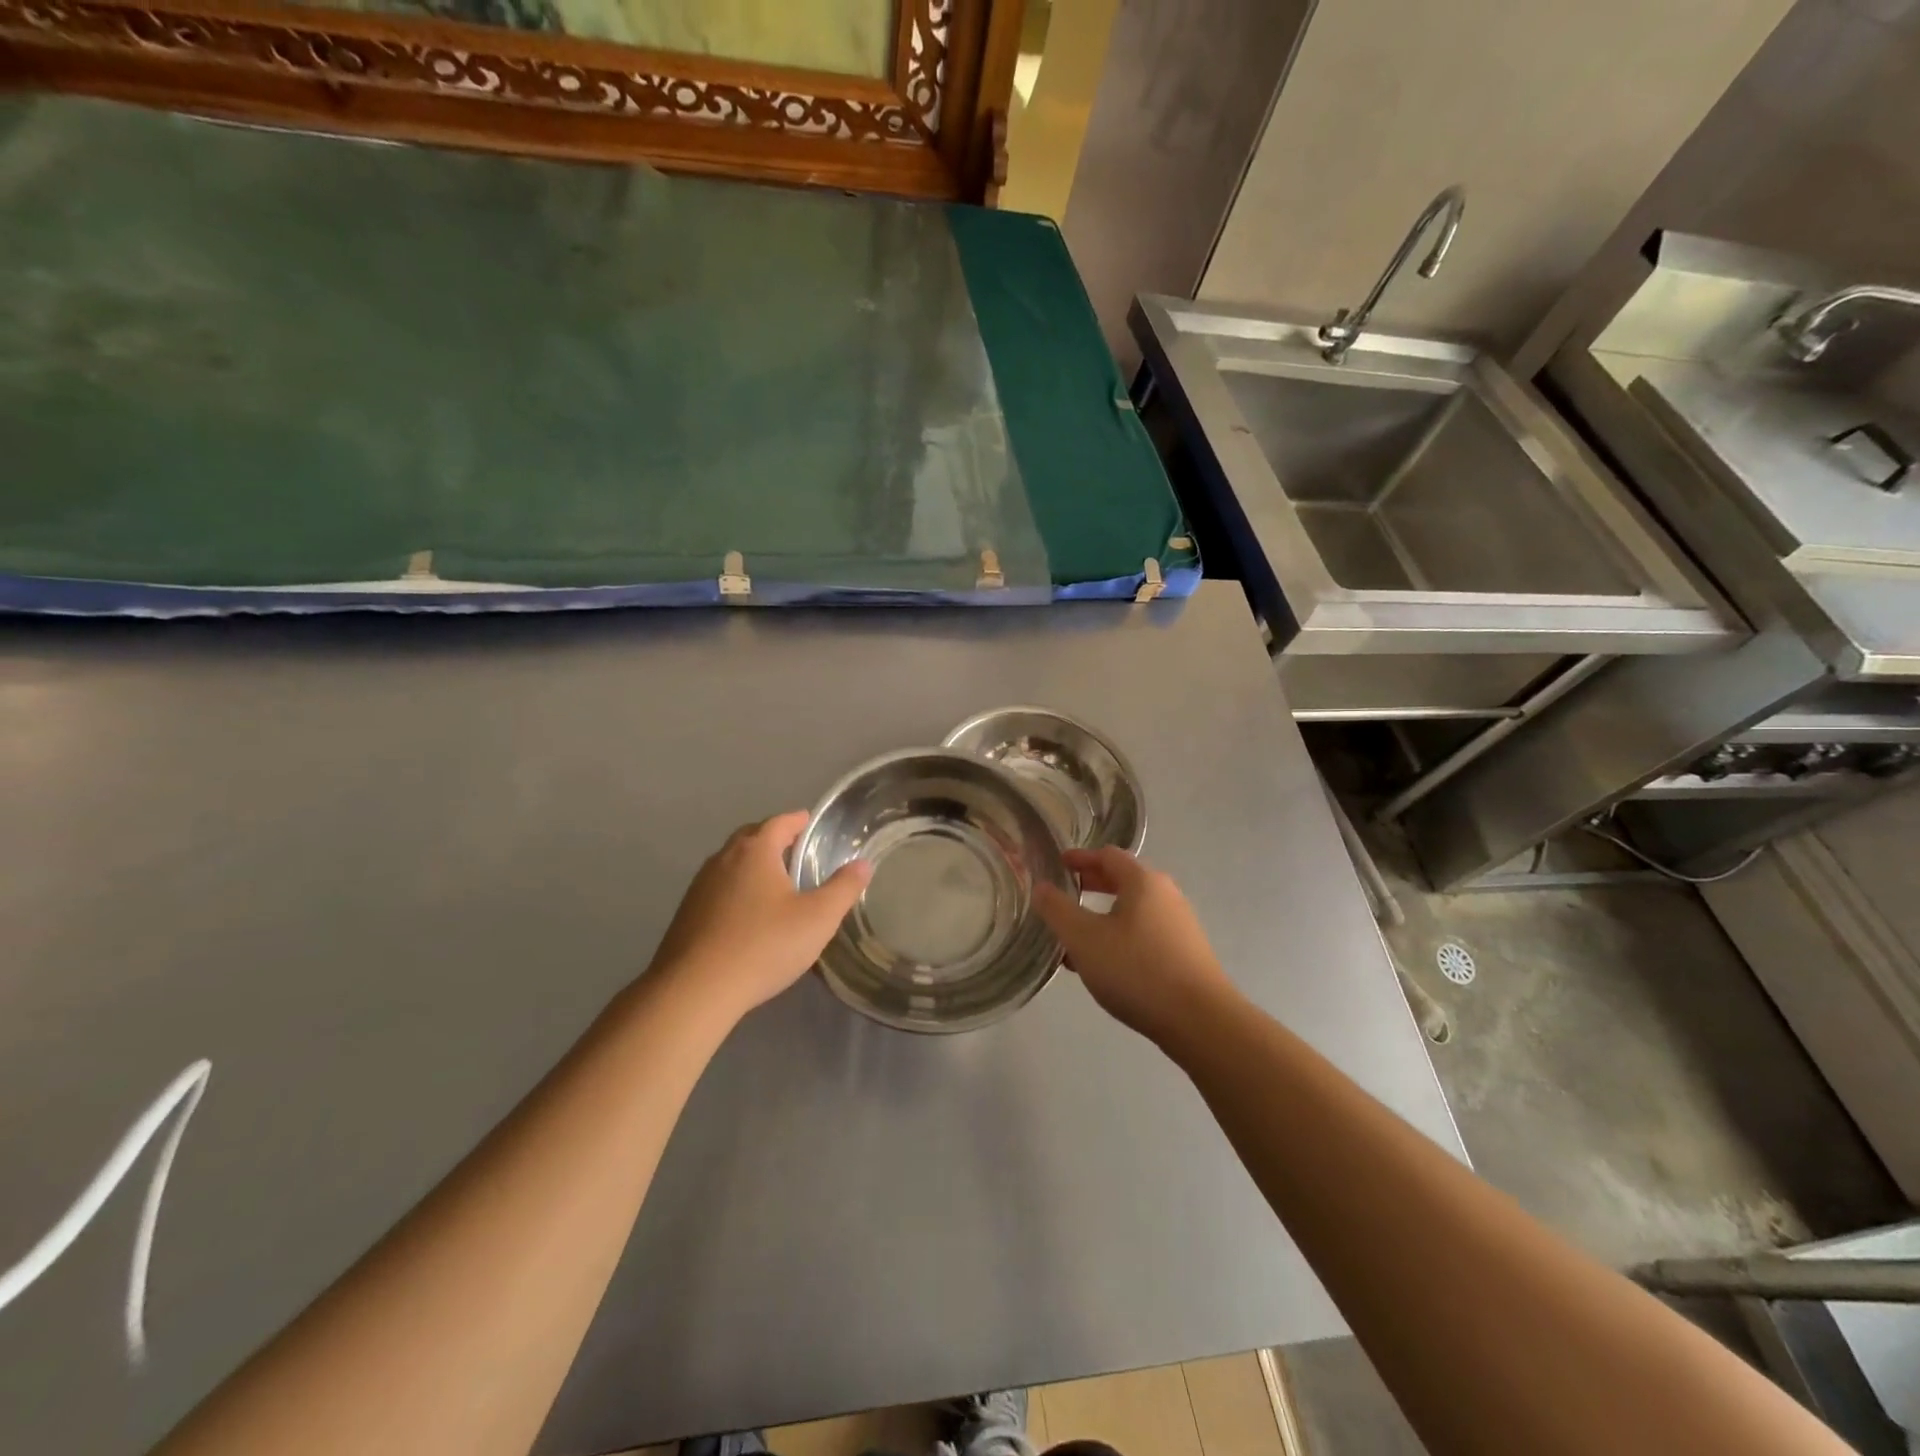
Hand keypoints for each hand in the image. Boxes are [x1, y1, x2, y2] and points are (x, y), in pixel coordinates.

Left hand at [649, 811, 870, 1021]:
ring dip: (753, 866)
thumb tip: (862, 863)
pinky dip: (736, 890)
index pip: (779, 822)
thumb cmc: (764, 945)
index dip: (798, 820)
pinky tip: (747, 915)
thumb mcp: (818, 918)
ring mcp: (700, 886)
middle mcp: (723, 859)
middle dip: (773, 839)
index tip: (811, 823)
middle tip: (796, 850)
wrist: (695, 990)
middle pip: (751, 837)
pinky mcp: (686, 914)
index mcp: (755, 851)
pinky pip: (718, 889)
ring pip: (731, 864)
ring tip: (775, 883)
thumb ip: (843, 888)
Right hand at [1033, 847, 1235, 1044]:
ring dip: (1103, 916)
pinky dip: (1120, 937)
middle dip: (1091, 885)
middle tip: (1065, 895)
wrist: (1200, 1021)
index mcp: (1143, 882)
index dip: (1080, 858)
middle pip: (1123, 880)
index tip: (1057, 864)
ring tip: (1076, 938)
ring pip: (1133, 910)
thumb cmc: (1137, 970)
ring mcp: (1180, 925)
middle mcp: (1166, 895)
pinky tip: (1104, 966)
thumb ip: (1057, 910)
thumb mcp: (1084, 939)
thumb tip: (1041, 886)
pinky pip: (1145, 934)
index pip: (1108, 855)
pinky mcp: (1186, 954)